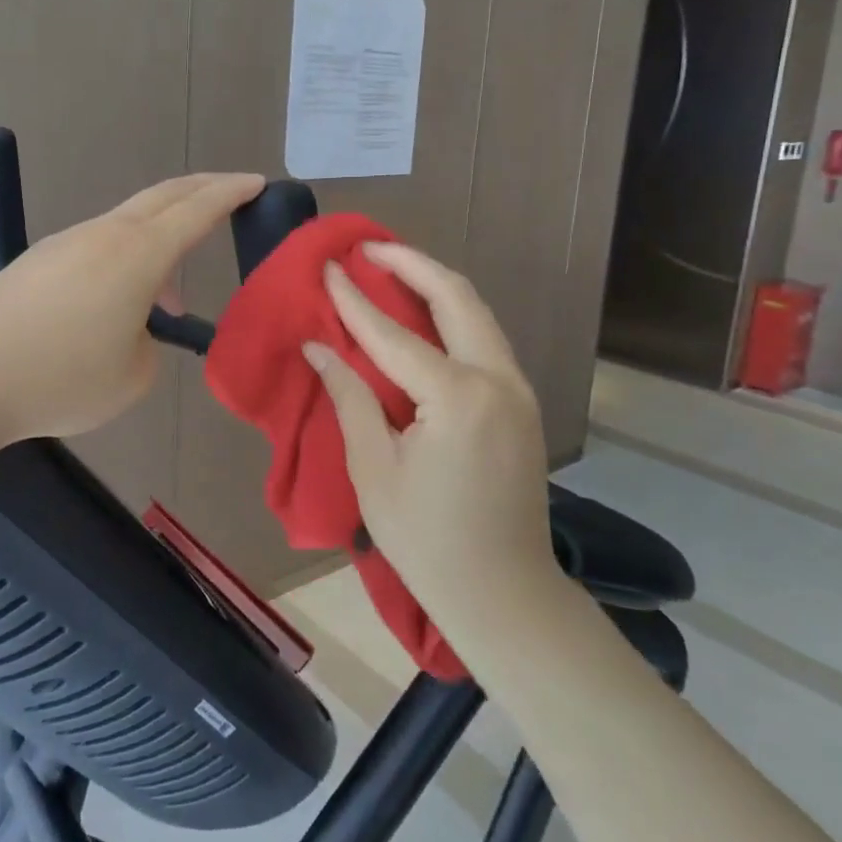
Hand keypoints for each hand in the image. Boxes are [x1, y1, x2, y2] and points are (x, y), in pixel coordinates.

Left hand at [0, 172, 262, 442]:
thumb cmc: (61, 378)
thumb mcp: (133, 376)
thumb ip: (150, 345)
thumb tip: (133, 329)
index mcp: (138, 255)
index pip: (197, 210)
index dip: (231, 193)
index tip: (256, 182)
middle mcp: (104, 234)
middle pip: (163, 196)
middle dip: (202, 190)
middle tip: (230, 194)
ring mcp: (66, 242)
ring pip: (128, 223)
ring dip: (159, 241)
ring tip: (169, 296)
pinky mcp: (38, 260)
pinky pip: (97, 244)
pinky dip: (125, 258)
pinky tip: (117, 302)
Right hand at [302, 243, 555, 617]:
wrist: (504, 594)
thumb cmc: (426, 539)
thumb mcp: (374, 469)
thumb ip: (349, 398)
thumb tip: (320, 347)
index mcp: (457, 397)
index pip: (393, 334)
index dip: (354, 300)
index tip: (328, 266)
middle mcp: (497, 380)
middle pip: (456, 297)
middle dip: (412, 264)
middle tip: (369, 247)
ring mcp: (517, 390)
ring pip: (478, 313)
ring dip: (435, 284)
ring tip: (392, 268)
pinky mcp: (521, 404)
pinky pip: (484, 339)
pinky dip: (452, 314)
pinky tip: (423, 313)